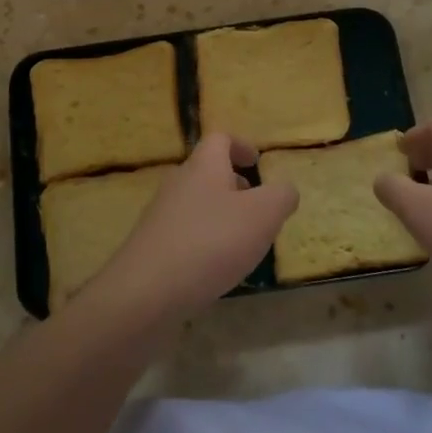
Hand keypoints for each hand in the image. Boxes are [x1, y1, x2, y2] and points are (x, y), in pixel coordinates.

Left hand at [89, 133, 298, 321]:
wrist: (146, 292)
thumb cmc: (210, 242)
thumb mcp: (262, 215)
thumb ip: (280, 196)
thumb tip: (285, 189)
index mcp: (203, 166)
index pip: (219, 139)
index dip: (240, 145)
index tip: (257, 161)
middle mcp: (178, 183)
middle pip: (207, 171)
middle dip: (233, 184)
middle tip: (257, 207)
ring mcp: (161, 215)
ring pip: (196, 204)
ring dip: (220, 215)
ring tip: (243, 243)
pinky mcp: (152, 247)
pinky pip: (184, 233)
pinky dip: (204, 241)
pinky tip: (216, 269)